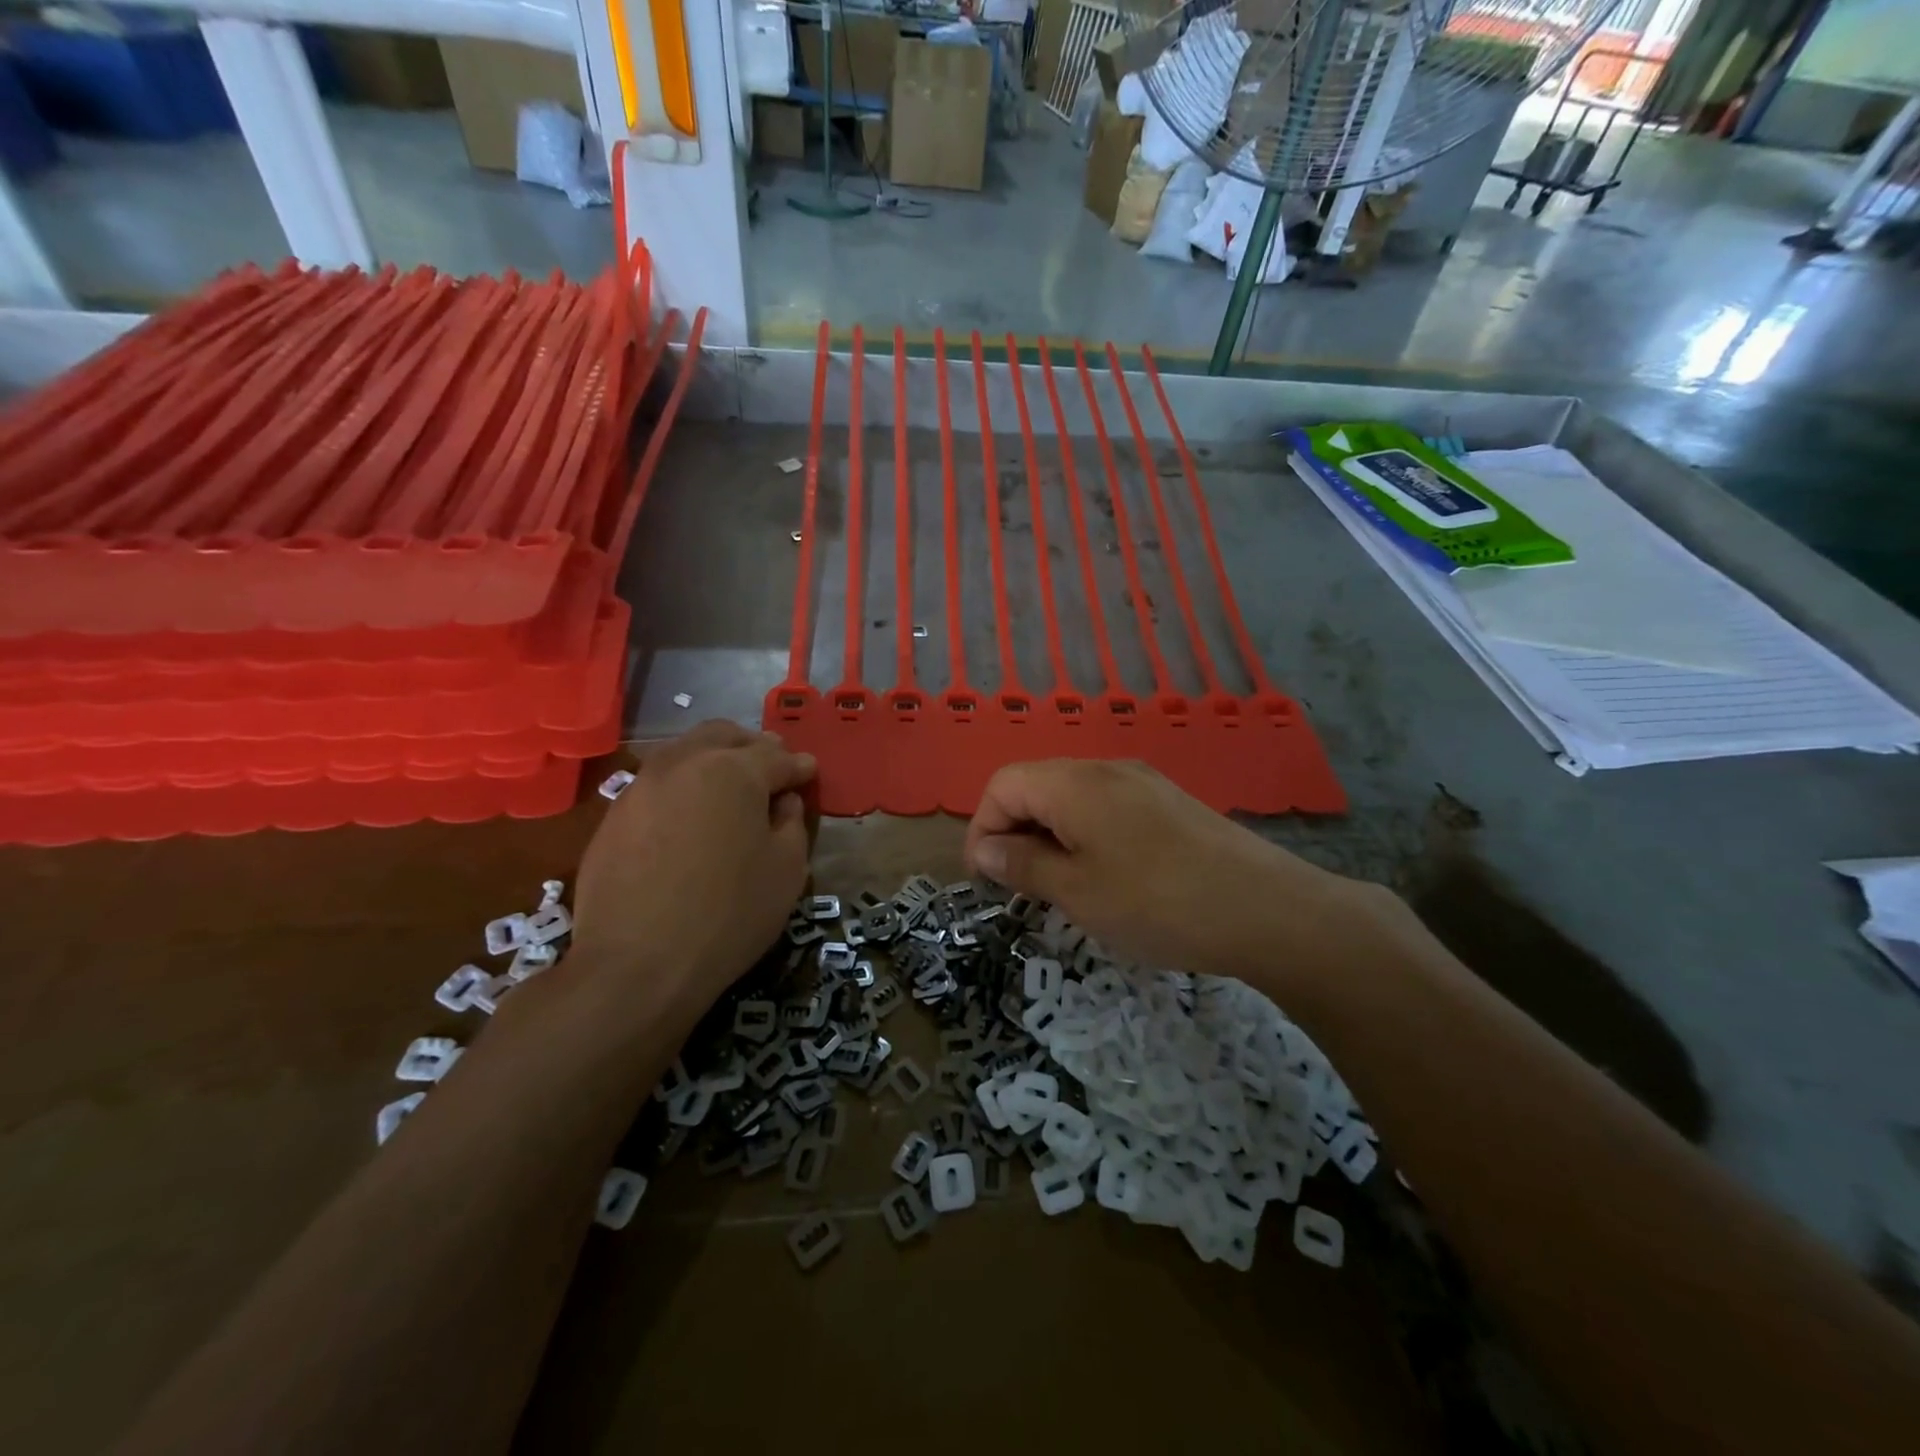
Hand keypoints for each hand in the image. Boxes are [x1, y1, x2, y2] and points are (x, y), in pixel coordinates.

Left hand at [572, 721, 814, 1009]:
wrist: (636, 966)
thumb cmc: (728, 915)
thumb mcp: (787, 870)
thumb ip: (792, 822)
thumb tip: (782, 801)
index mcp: (732, 770)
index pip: (777, 757)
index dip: (799, 766)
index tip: (810, 773)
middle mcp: (684, 763)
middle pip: (724, 736)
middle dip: (754, 747)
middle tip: (773, 769)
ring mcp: (641, 786)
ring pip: (685, 752)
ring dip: (715, 759)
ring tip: (732, 788)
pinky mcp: (614, 814)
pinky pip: (658, 783)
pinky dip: (684, 786)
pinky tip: (692, 816)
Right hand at [964, 759, 1391, 987]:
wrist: (1268, 910)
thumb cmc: (1157, 903)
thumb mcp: (1077, 892)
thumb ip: (1023, 865)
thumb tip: (985, 850)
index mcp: (1074, 783)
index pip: (1003, 785)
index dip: (982, 829)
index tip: (987, 880)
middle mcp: (1106, 769)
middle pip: (1036, 785)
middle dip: (1015, 832)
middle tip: (1020, 888)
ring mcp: (1143, 782)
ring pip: (1072, 798)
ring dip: (1050, 836)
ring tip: (1060, 887)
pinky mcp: (1169, 803)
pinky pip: (1107, 808)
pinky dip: (1086, 836)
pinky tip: (1106, 877)